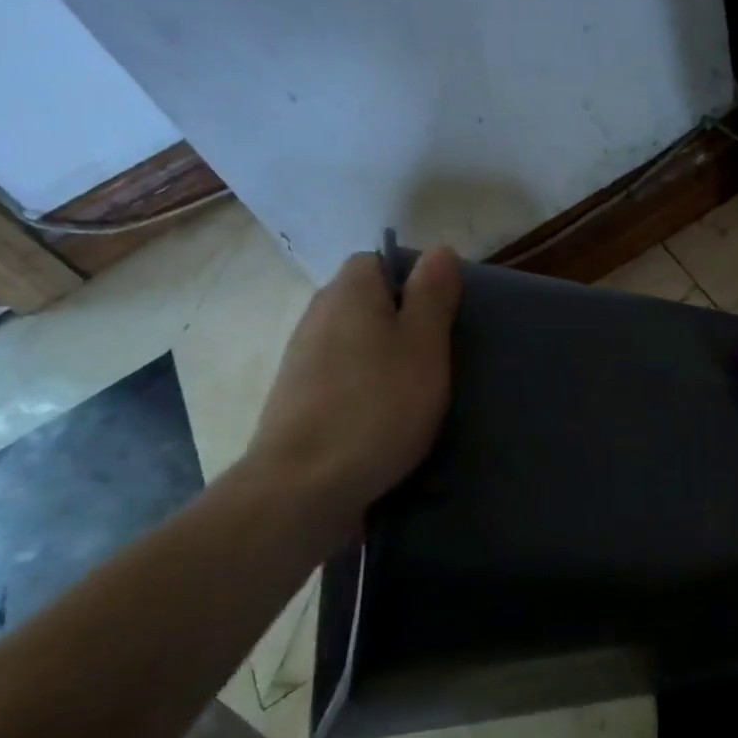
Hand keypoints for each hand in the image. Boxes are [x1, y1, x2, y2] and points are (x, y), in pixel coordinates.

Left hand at [245, 247, 462, 532]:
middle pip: (368, 302)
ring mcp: (301, 358)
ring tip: (415, 391)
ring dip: (383, 358)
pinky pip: (340, 377)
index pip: (381, 261)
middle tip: (437, 355)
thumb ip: (433, 294)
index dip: (415, 281)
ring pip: (354, 342)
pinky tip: (382, 418)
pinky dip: (362, 388)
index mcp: (349, 291)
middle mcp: (318, 314)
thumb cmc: (377, 406)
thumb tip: (439, 250)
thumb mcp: (424, 344)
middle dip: (403, 322)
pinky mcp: (295, 399)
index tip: (443, 316)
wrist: (302, 487)